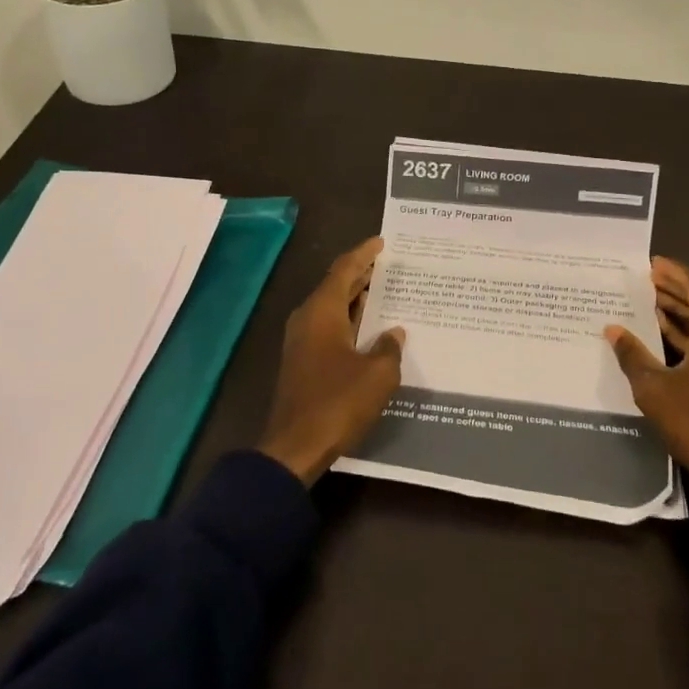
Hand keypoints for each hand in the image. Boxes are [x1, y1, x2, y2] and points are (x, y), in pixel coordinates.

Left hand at [259, 238, 405, 483]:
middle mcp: (308, 319)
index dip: (364, 254)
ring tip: (384, 291)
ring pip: (332, 308)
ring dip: (356, 300)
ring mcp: (301, 341)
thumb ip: (389, 348)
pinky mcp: (302, 362)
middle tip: (387, 264)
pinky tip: (370, 329)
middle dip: (361, 274)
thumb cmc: (338, 403)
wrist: (295, 446)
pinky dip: (350, 321)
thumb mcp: (377, 375)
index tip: (382, 242)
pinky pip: (329, 328)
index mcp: (322, 311)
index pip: (344, 270)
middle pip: (336, 286)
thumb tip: (393, 333)